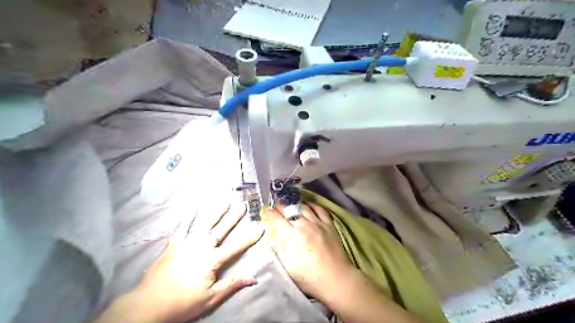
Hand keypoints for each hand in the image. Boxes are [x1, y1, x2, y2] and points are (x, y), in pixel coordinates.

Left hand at [96, 203, 262, 320]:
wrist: (148, 304)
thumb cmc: (182, 303)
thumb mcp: (210, 298)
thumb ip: (232, 285)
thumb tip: (253, 277)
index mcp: (212, 261)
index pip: (236, 247)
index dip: (249, 237)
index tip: (260, 227)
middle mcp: (201, 247)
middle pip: (221, 229)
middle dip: (233, 217)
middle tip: (242, 205)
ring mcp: (186, 242)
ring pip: (204, 223)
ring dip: (215, 211)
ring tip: (224, 201)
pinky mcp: (173, 243)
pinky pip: (182, 226)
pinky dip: (189, 216)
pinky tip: (194, 208)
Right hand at [264, 203, 355, 301]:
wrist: (336, 278)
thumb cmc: (309, 277)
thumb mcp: (288, 267)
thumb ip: (280, 250)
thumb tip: (276, 237)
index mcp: (292, 236)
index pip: (278, 219)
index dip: (271, 213)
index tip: (267, 210)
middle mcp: (304, 226)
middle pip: (290, 211)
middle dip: (281, 207)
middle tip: (277, 206)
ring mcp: (318, 224)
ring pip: (304, 208)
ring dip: (296, 205)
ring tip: (291, 205)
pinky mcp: (329, 225)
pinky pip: (320, 210)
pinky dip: (313, 205)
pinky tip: (309, 205)